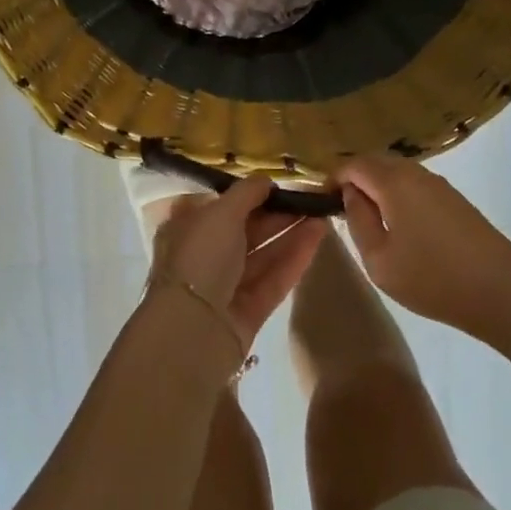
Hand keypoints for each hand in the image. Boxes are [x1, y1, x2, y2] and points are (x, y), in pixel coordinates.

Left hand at [151, 174, 327, 349]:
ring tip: (322, 213)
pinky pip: (274, 278)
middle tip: (311, 197)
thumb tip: (266, 180)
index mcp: (187, 229)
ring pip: (264, 254)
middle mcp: (205, 256)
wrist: (194, 329)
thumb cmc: (201, 257)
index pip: (222, 207)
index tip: (280, 184)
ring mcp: (227, 286)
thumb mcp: (221, 212)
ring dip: (291, 232)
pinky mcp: (249, 311)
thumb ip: (246, 192)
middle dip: (277, 213)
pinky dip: (295, 257)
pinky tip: (318, 236)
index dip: (251, 195)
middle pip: (246, 229)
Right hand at [333, 155, 510, 353]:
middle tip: (342, 208)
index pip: (353, 164)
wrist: (502, 292)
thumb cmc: (433, 278)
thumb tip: (350, 195)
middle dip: (355, 178)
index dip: (333, 178)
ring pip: (397, 172)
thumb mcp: (380, 260)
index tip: (323, 200)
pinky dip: (398, 194)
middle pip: (376, 162)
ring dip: (378, 186)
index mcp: (393, 182)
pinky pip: (415, 184)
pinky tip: (399, 222)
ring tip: (369, 218)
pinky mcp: (454, 198)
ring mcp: (438, 183)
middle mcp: (416, 172)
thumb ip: (358, 221)